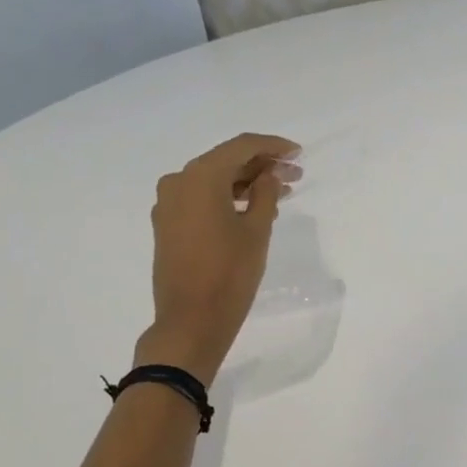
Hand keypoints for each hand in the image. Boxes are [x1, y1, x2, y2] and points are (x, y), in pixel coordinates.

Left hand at [133, 133, 300, 381]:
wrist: (191, 320)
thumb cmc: (230, 273)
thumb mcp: (257, 231)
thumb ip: (266, 194)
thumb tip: (269, 175)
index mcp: (200, 177)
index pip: (241, 147)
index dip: (272, 146)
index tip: (298, 153)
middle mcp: (178, 182)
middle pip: (225, 162)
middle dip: (261, 166)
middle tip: (295, 175)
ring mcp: (169, 204)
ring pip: (213, 181)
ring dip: (246, 184)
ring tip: (280, 193)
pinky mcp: (168, 225)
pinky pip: (201, 199)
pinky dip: (227, 199)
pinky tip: (253, 209)